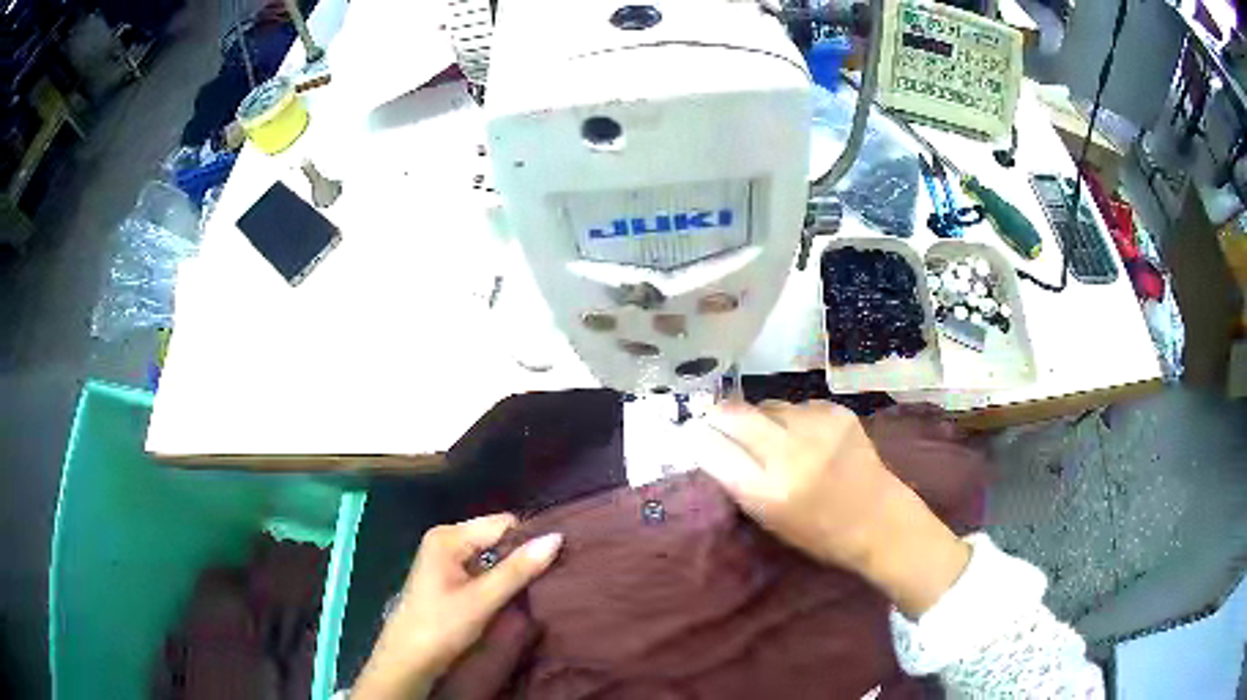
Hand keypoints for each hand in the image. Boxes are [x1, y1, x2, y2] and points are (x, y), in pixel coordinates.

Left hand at [353, 514, 562, 698]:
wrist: (408, 659)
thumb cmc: (441, 626)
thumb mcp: (483, 599)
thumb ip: (518, 569)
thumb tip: (556, 537)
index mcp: (448, 536)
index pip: (502, 524)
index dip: (530, 538)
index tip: (560, 556)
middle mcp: (445, 540)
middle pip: (496, 536)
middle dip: (522, 554)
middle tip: (555, 572)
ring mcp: (445, 559)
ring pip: (491, 554)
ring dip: (513, 568)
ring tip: (542, 582)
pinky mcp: (449, 577)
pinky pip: (482, 568)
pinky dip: (500, 578)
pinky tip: (517, 592)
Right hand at [691, 401, 969, 617]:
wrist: (879, 520)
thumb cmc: (819, 533)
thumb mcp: (768, 519)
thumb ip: (738, 481)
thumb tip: (710, 443)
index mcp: (765, 491)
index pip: (711, 448)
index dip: (698, 437)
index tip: (693, 434)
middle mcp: (788, 454)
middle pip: (733, 413)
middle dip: (719, 414)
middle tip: (717, 419)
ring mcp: (816, 428)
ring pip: (768, 405)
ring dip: (762, 418)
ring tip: (775, 436)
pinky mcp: (838, 412)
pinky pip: (799, 405)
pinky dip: (795, 417)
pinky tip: (807, 436)